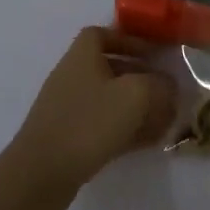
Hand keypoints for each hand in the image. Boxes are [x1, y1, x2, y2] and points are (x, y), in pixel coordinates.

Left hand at [0, 28, 175, 209]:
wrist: (40, 174)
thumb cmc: (88, 123)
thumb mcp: (135, 96)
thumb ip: (158, 85)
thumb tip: (169, 85)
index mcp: (82, 57)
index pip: (101, 34)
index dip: (128, 40)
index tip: (153, 54)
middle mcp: (72, 78)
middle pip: (109, 68)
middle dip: (140, 78)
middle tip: (166, 91)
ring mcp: (68, 109)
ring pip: (108, 99)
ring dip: (136, 106)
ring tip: (164, 119)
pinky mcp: (68, 138)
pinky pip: (102, 125)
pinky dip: (125, 129)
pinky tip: (147, 142)